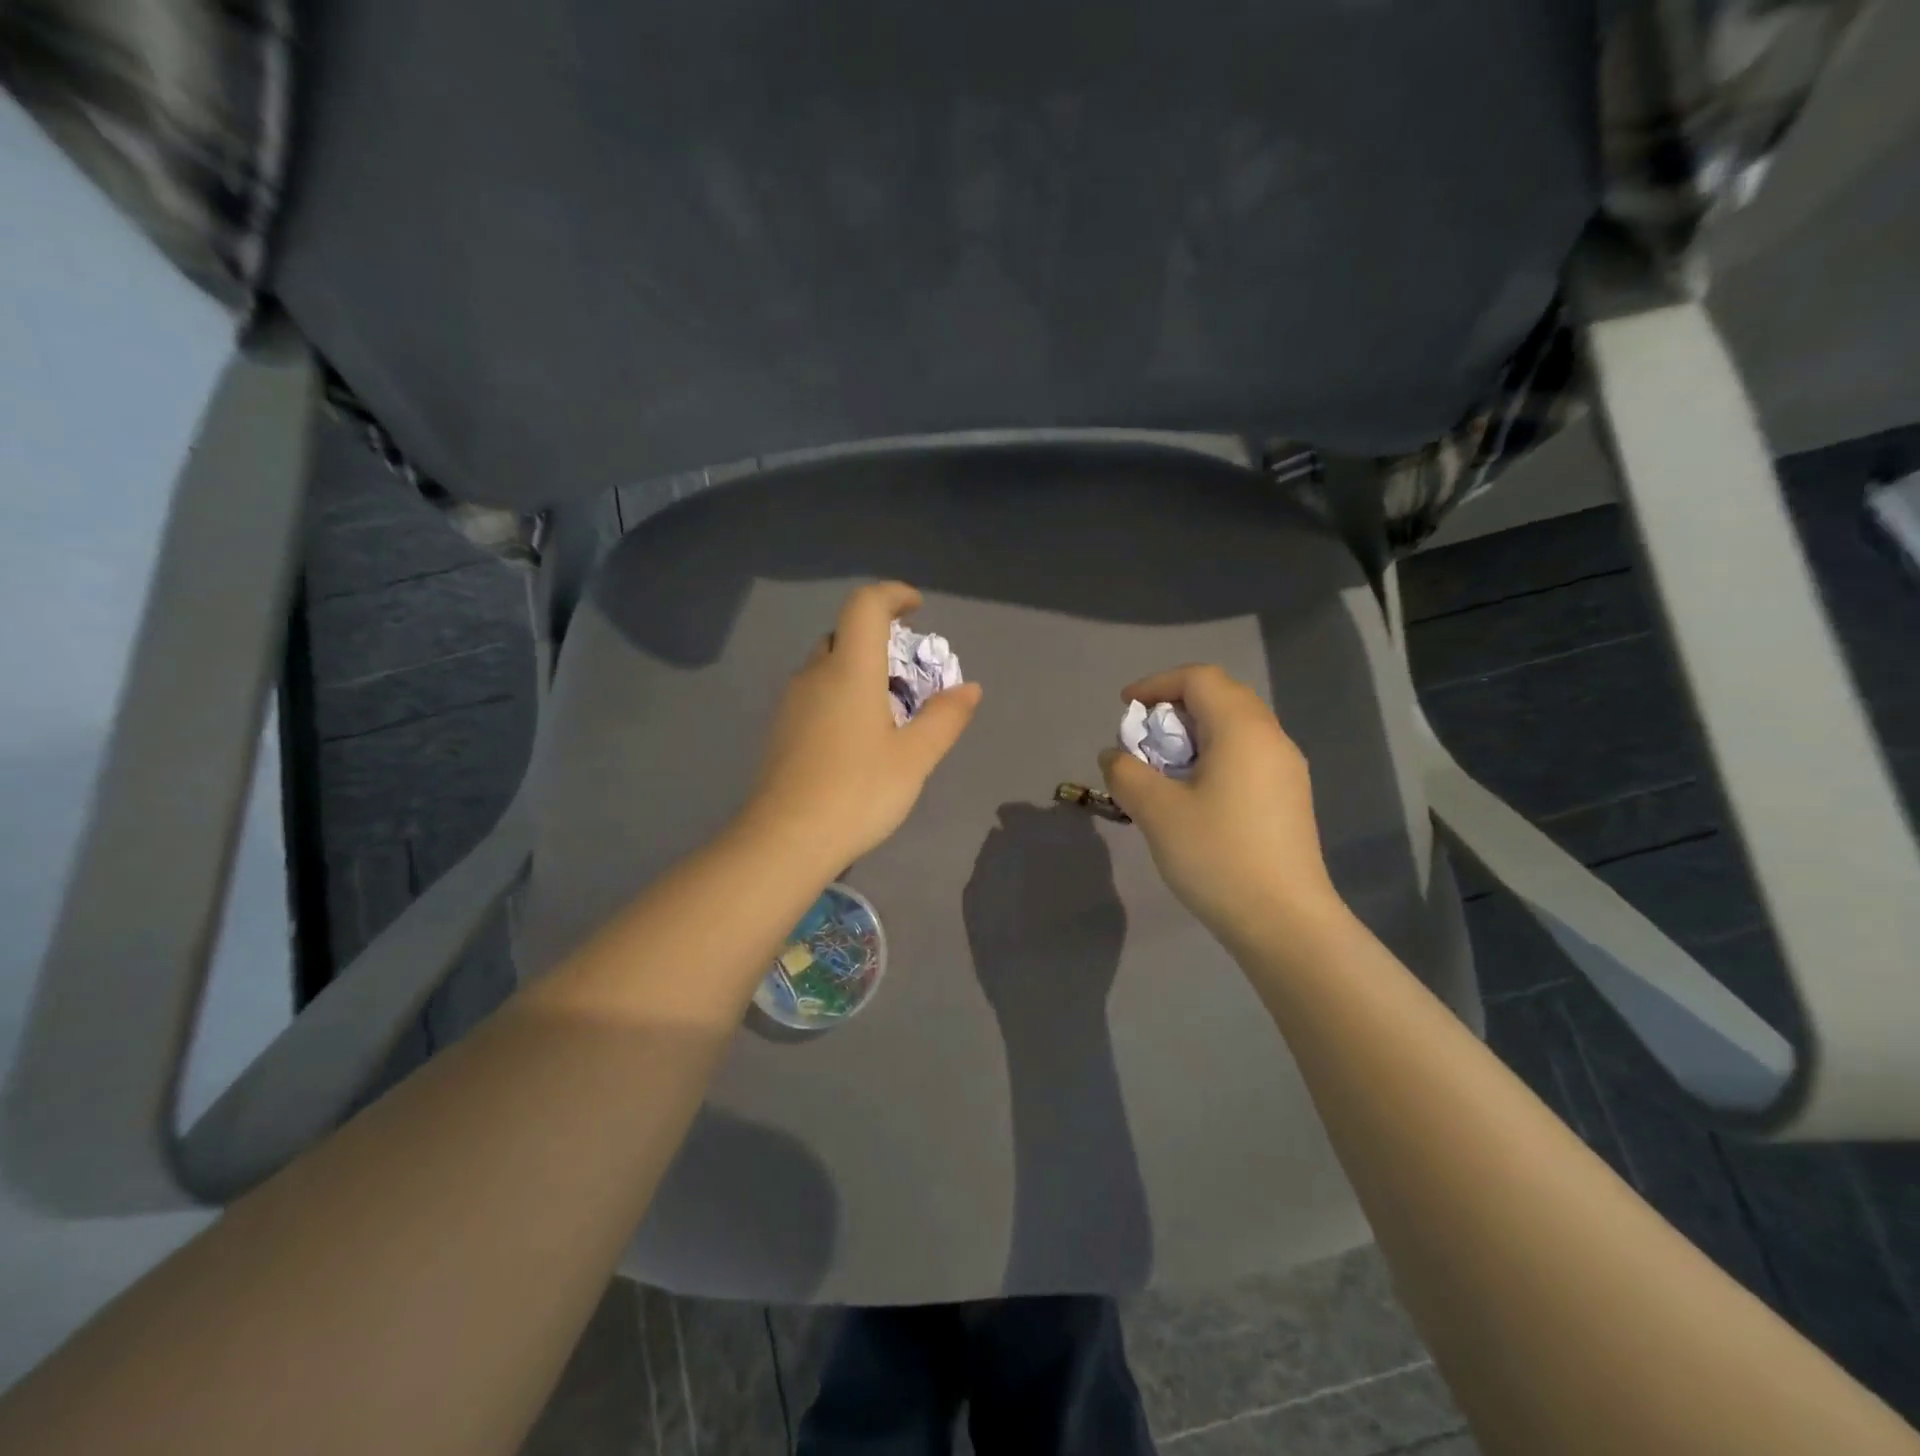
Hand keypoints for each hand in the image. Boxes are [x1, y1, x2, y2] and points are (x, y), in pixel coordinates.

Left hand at [743, 582, 982, 871]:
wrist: (785, 840)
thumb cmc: (858, 792)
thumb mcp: (914, 758)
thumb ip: (944, 718)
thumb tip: (969, 688)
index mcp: (849, 670)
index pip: (865, 605)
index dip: (892, 595)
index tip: (917, 608)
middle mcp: (815, 675)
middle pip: (845, 634)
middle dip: (879, 638)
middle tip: (909, 672)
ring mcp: (792, 703)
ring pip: (828, 666)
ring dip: (859, 670)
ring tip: (888, 711)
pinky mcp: (781, 730)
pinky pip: (816, 694)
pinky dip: (841, 696)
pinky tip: (857, 739)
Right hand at [1098, 665, 1344, 950]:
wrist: (1284, 922)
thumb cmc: (1217, 856)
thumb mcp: (1157, 811)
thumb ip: (1126, 773)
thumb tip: (1115, 756)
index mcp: (1242, 729)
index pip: (1199, 678)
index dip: (1156, 684)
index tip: (1125, 709)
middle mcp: (1271, 737)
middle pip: (1221, 696)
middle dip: (1175, 706)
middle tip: (1143, 736)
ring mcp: (1286, 768)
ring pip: (1236, 727)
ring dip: (1195, 733)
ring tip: (1163, 766)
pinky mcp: (1290, 797)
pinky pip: (1248, 754)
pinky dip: (1214, 755)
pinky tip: (1195, 793)